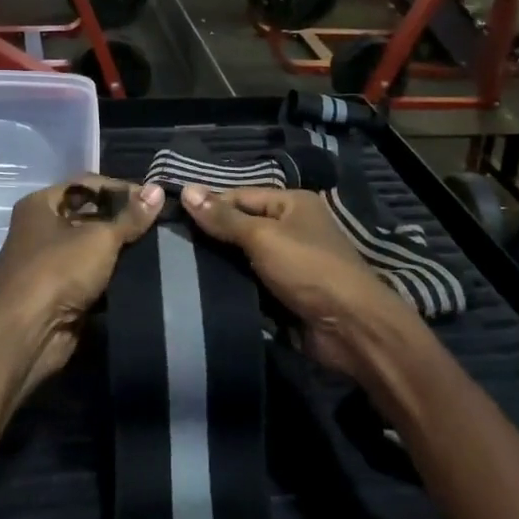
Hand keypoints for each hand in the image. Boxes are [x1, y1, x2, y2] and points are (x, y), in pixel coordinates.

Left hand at [0, 176, 162, 394]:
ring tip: (155, 246)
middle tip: (158, 223)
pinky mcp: (58, 291)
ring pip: (90, 247)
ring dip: (118, 249)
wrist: (29, 333)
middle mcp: (40, 228)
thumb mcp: (100, 238)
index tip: (153, 199)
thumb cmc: (59, 271)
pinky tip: (140, 273)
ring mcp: (47, 262)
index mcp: (40, 205)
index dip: (120, 188)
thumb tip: (158, 190)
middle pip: (88, 214)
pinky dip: (111, 274)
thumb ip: (131, 216)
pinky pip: (90, 274)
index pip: (87, 184)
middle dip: (121, 220)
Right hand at [180, 186, 417, 379]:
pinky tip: (202, 289)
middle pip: (242, 226)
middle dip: (212, 236)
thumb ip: (224, 218)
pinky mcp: (286, 292)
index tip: (172, 217)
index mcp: (292, 203)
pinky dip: (233, 286)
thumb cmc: (308, 269)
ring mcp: (290, 262)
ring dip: (220, 264)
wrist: (350, 327)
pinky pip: (252, 282)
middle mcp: (292, 227)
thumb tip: (187, 191)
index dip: (209, 205)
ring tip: (177, 266)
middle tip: (169, 244)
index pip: (240, 196)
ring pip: (244, 257)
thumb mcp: (263, 237)